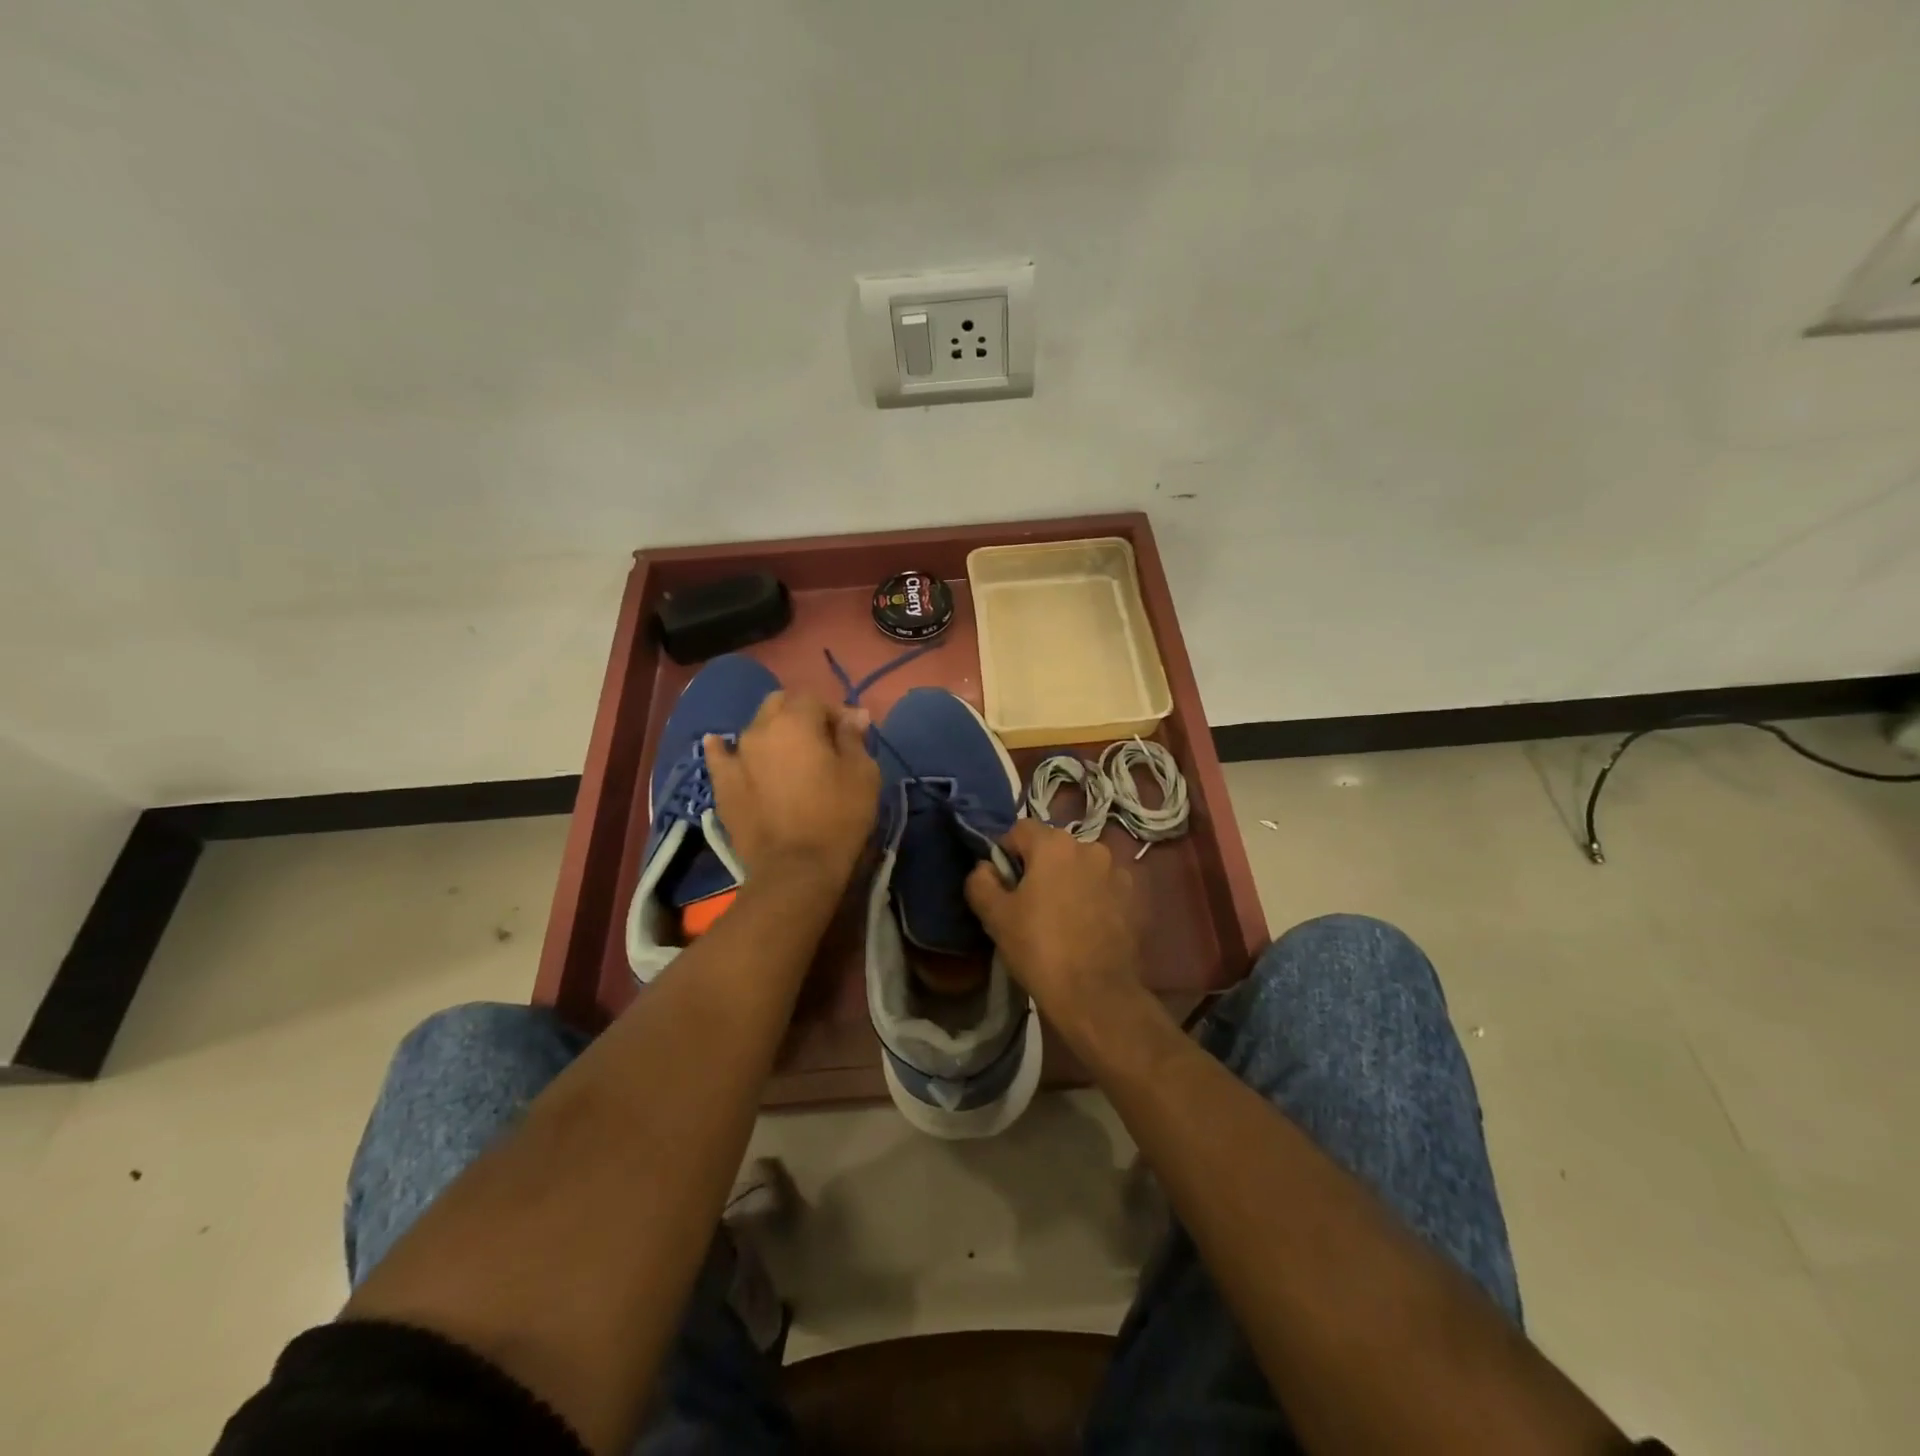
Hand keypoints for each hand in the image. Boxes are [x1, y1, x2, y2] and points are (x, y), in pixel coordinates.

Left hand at [704, 691, 879, 891]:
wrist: (795, 869)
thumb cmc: (838, 817)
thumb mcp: (863, 774)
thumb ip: (854, 738)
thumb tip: (854, 714)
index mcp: (796, 721)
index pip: (815, 699)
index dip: (834, 712)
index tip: (849, 735)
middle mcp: (760, 729)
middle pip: (779, 704)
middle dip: (800, 714)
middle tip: (819, 741)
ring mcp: (736, 756)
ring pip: (754, 728)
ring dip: (772, 732)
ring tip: (785, 753)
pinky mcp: (723, 784)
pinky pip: (720, 756)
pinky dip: (725, 749)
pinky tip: (722, 745)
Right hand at [964, 819, 1143, 1027]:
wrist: (1095, 994)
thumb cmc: (1039, 948)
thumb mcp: (994, 916)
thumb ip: (981, 881)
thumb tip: (985, 868)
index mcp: (1054, 844)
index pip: (1019, 831)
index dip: (1005, 854)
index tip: (1002, 886)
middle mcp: (1090, 847)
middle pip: (1052, 847)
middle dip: (1038, 867)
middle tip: (1027, 905)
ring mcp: (1117, 872)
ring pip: (1080, 867)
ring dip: (1068, 881)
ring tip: (1060, 918)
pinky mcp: (1134, 897)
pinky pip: (1102, 887)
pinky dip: (1092, 898)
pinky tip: (1084, 927)